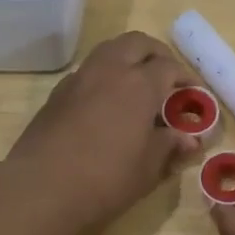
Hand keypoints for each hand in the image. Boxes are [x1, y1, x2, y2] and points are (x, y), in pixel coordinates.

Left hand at [0, 32, 199, 234]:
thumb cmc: (106, 180)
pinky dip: (104, 75)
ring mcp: (79, 79)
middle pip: (137, 43)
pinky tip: (107, 103)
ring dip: (128, 58)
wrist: (41, 190)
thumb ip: (169, 146)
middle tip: (167, 76)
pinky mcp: (57, 94)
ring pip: (109, 50)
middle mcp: (109, 71)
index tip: (194, 94)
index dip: (185, 78)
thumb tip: (189, 138)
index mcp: (139, 84)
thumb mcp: (148, 168)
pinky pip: (88, 71)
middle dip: (157, 54)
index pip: (169, 67)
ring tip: (138, 85)